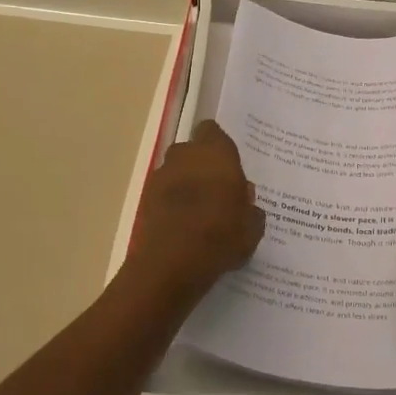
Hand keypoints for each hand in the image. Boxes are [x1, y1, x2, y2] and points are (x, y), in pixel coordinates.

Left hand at [127, 120, 265, 299]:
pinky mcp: (144, 198)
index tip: (229, 166)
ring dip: (184, 185)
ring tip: (199, 213)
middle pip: (192, 151)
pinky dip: (170, 204)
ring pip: (176, 172)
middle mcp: (184, 156)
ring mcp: (160, 176)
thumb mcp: (251, 227)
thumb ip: (250, 208)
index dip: (220, 147)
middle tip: (217, 191)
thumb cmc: (220, 235)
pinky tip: (182, 227)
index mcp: (215, 153)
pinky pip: (163, 194)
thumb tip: (244, 199)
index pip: (213, 131)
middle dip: (202, 166)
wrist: (171, 263)